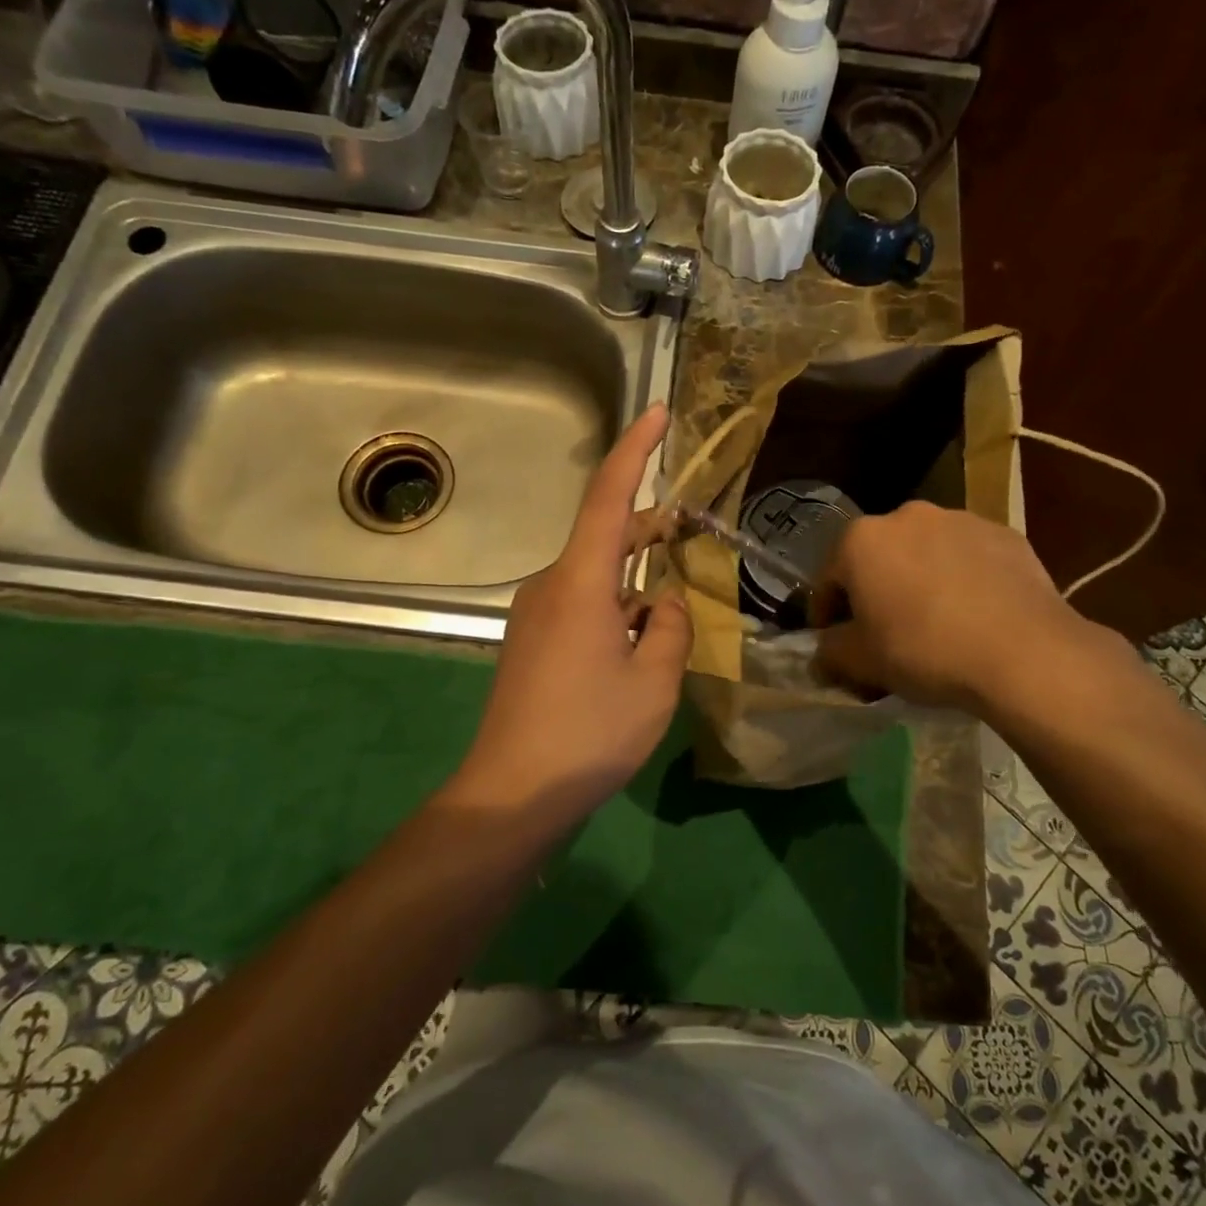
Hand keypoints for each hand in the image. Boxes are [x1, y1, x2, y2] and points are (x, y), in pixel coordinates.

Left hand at [450, 405, 691, 824]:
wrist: (512, 791)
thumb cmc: (590, 732)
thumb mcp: (654, 681)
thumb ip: (670, 627)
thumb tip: (665, 602)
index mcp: (580, 581)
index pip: (609, 496)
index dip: (634, 450)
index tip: (657, 414)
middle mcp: (550, 584)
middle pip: (603, 535)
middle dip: (649, 528)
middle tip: (693, 531)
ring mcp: (534, 613)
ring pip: (594, 575)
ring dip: (635, 578)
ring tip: (673, 608)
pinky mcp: (530, 641)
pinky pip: (580, 603)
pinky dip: (615, 606)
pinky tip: (638, 644)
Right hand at [814, 502, 1090, 714]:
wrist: (1024, 652)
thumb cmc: (924, 650)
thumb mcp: (861, 661)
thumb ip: (829, 652)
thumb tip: (822, 655)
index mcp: (861, 540)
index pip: (828, 580)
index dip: (827, 617)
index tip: (835, 645)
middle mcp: (906, 516)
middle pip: (877, 560)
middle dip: (875, 594)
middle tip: (884, 636)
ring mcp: (959, 520)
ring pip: (923, 555)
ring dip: (918, 582)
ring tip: (934, 625)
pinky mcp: (1004, 534)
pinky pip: (967, 559)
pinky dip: (961, 580)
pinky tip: (973, 616)